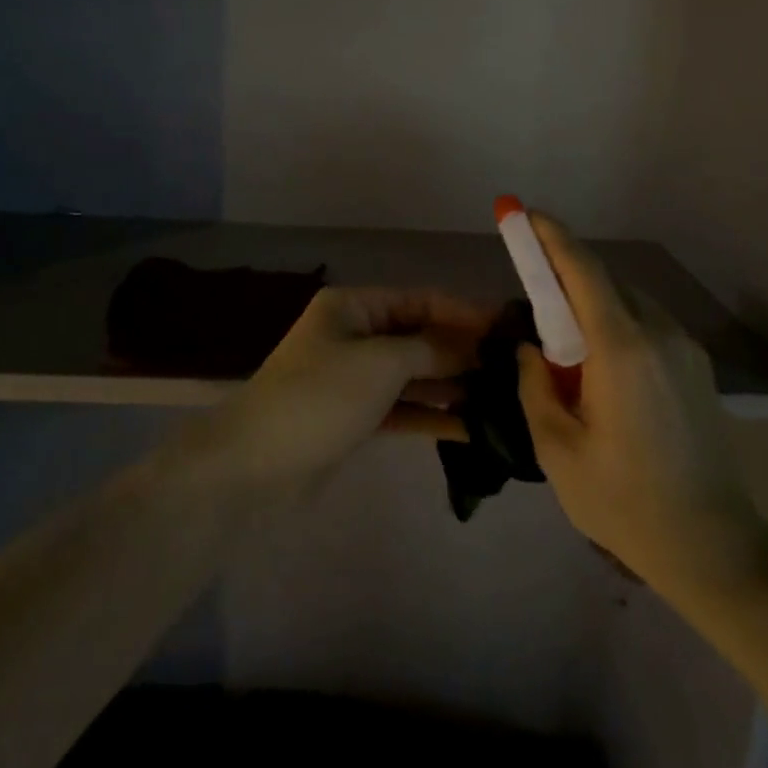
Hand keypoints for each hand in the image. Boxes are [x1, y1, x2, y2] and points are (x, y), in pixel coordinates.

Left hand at [209, 286, 489, 490]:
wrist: (252, 468)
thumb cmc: (319, 398)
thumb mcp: (381, 363)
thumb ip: (433, 350)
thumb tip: (476, 345)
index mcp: (354, 307)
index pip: (421, 300)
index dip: (465, 312)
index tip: (509, 328)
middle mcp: (355, 336)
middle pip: (420, 336)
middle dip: (463, 351)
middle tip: (514, 367)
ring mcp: (355, 379)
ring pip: (415, 375)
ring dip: (453, 385)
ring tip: (502, 397)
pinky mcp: (356, 418)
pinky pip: (404, 408)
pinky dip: (433, 415)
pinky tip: (472, 427)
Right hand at [516, 214, 766, 591]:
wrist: (711, 544)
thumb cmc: (624, 501)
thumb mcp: (558, 450)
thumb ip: (536, 387)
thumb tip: (531, 350)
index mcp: (621, 350)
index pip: (583, 272)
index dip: (553, 238)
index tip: (526, 215)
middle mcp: (659, 334)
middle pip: (607, 284)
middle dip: (568, 279)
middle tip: (537, 306)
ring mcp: (686, 349)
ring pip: (631, 304)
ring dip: (595, 308)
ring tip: (571, 355)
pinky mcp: (699, 368)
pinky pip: (650, 327)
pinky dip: (619, 328)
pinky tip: (605, 373)